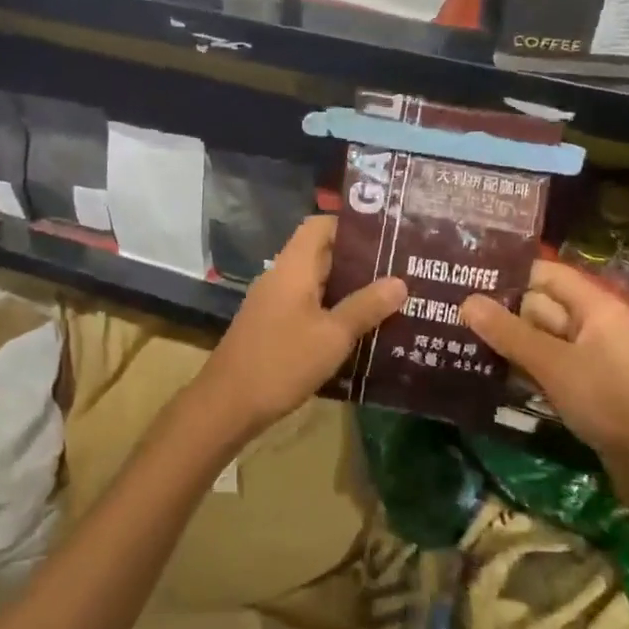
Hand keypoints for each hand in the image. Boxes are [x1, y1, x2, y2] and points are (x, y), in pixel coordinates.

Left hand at [198, 215, 405, 437]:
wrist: (228, 404)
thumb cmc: (282, 362)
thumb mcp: (332, 336)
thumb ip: (365, 307)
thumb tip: (399, 281)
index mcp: (293, 267)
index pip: (319, 225)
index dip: (351, 226)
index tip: (387, 237)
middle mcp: (281, 277)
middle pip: (321, 254)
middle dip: (359, 262)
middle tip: (400, 271)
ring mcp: (273, 303)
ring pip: (316, 284)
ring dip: (348, 290)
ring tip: (389, 300)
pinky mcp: (272, 327)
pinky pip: (308, 308)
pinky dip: (333, 312)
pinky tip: (359, 332)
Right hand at [461, 263, 628, 530]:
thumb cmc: (611, 402)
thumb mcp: (554, 365)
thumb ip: (509, 333)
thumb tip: (466, 301)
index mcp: (595, 307)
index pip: (545, 275)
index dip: (508, 275)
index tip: (464, 281)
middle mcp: (594, 326)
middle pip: (539, 307)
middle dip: (500, 314)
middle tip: (450, 317)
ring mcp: (592, 359)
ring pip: (541, 341)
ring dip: (508, 345)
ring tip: (458, 344)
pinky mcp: (589, 390)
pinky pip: (549, 368)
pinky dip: (523, 369)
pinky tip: (489, 376)